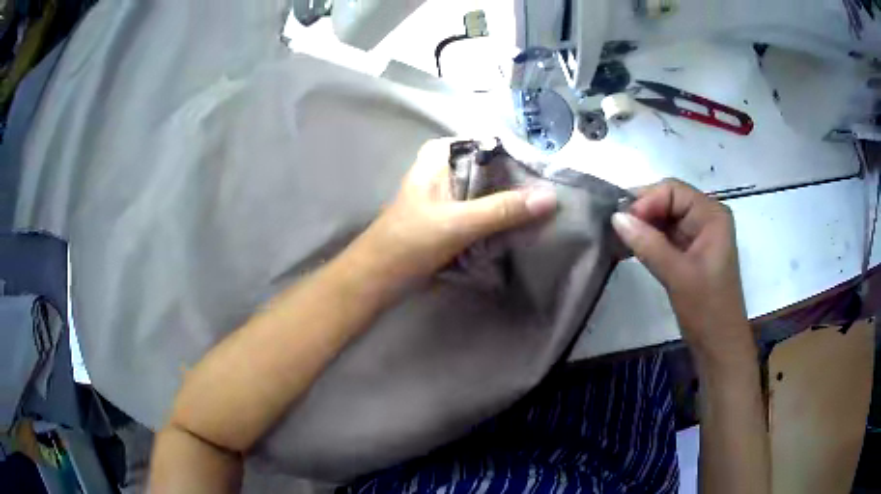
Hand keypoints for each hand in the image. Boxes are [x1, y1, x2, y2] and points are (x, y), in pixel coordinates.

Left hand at [353, 138, 557, 286]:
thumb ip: (503, 209)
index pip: (494, 145)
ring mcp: (451, 191)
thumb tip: (551, 197)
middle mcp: (448, 166)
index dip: (523, 158)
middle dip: (522, 182)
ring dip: (514, 202)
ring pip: (492, 190)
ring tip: (548, 210)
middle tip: (557, 196)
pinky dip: (502, 216)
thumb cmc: (410, 242)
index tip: (554, 175)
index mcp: (443, 154)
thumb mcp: (459, 223)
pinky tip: (525, 224)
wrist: (379, 277)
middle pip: (495, 168)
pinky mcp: (453, 214)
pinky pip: (486, 208)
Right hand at [611, 179, 753, 368]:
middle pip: (668, 201)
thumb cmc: (707, 309)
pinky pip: (665, 236)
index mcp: (711, 214)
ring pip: (664, 219)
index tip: (623, 223)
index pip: (672, 190)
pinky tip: (630, 248)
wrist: (719, 345)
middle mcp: (706, 218)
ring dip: (642, 227)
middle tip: (616, 231)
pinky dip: (648, 240)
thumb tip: (615, 217)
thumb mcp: (677, 275)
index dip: (646, 201)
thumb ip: (647, 244)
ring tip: (618, 239)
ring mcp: (698, 235)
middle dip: (642, 213)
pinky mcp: (690, 252)